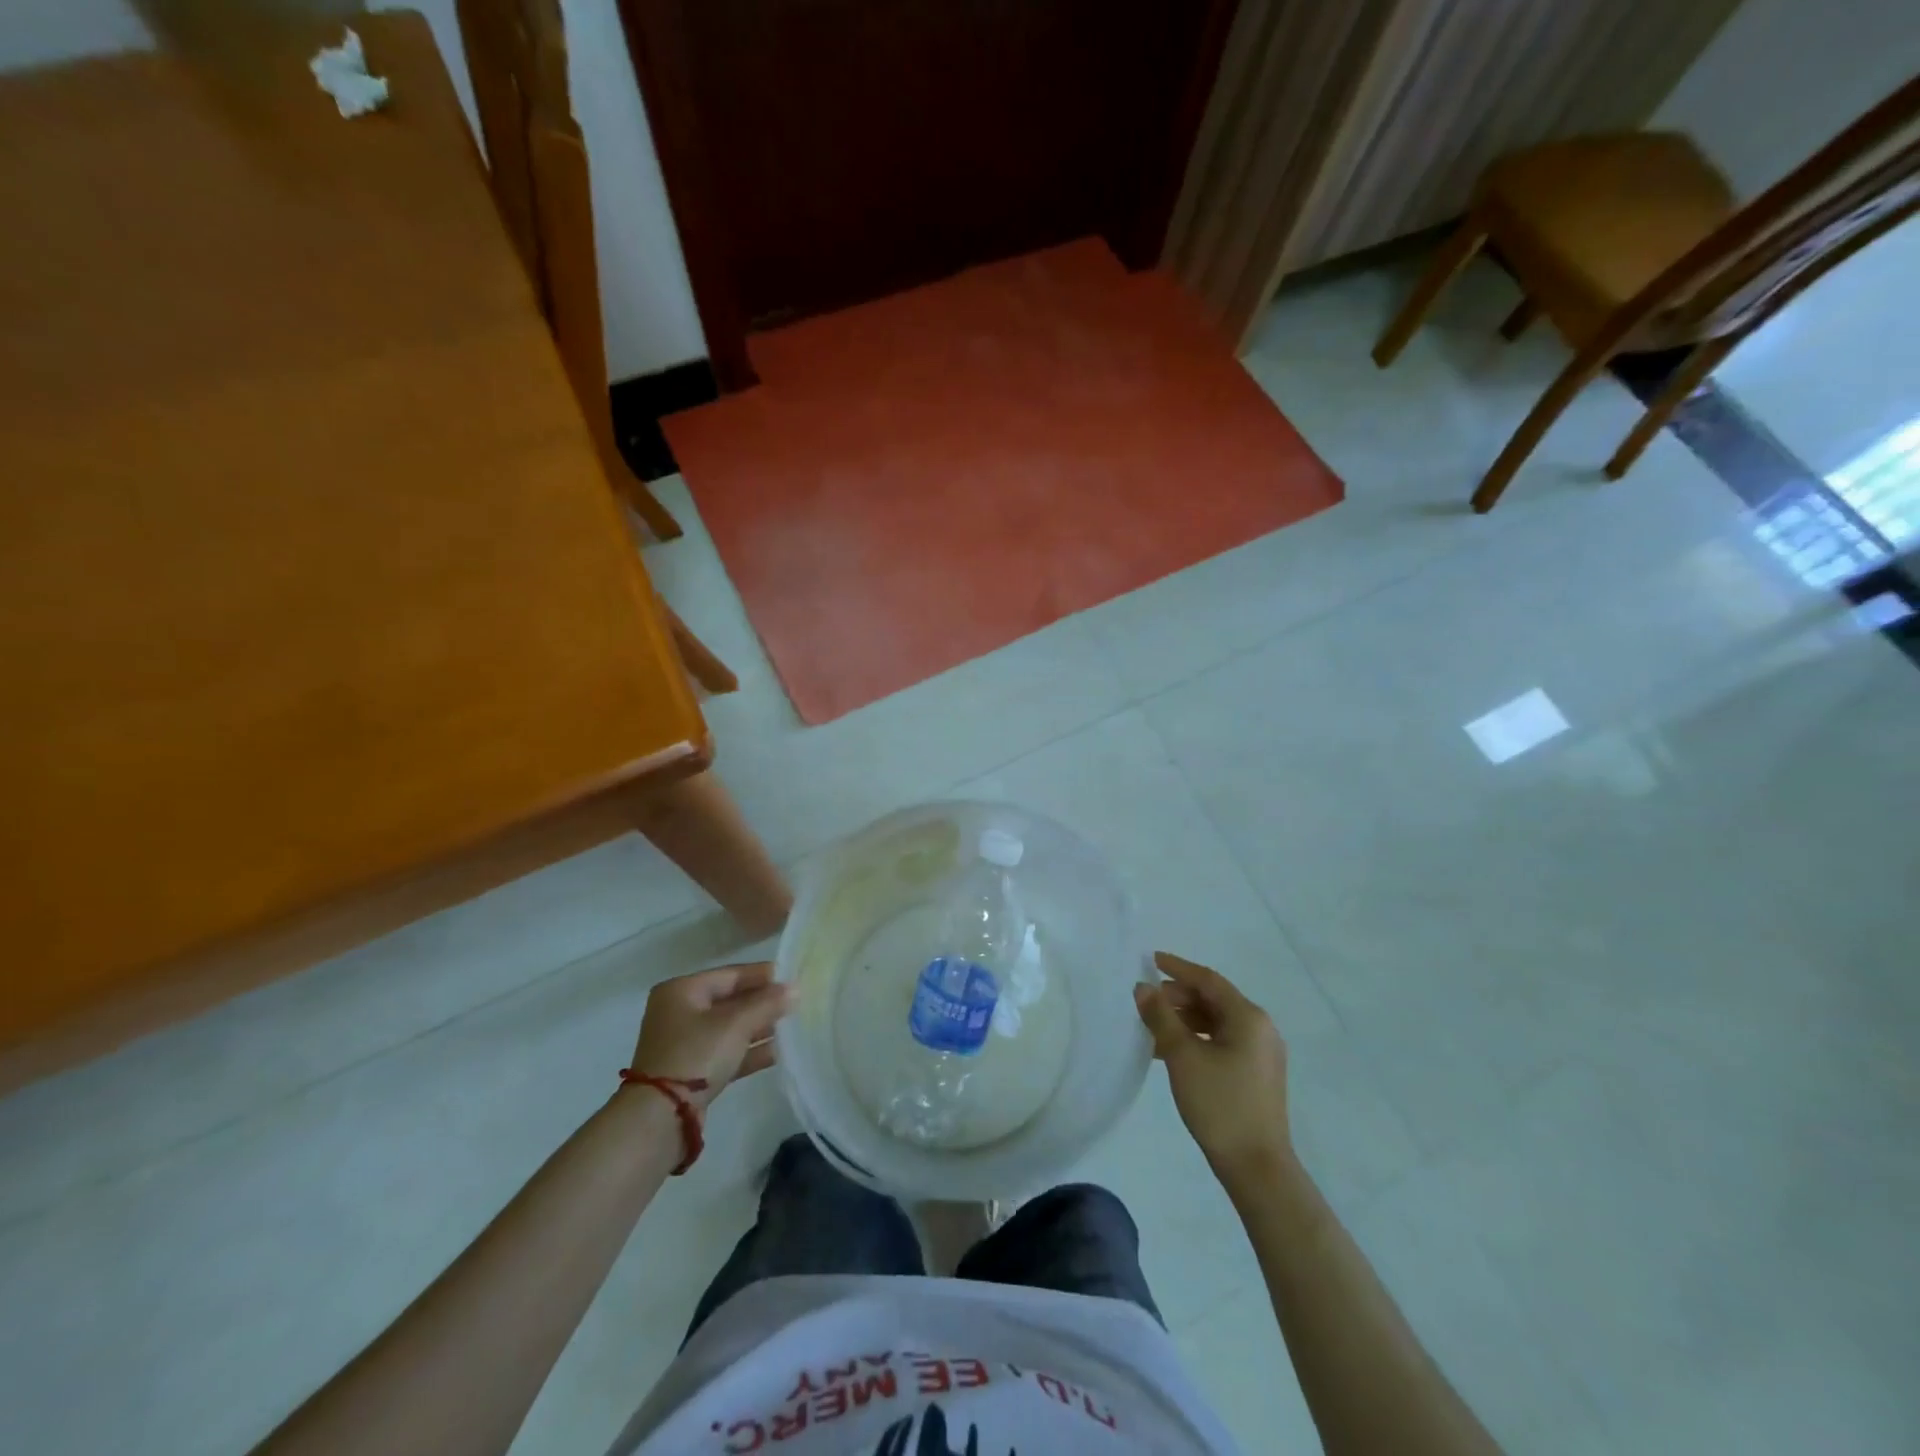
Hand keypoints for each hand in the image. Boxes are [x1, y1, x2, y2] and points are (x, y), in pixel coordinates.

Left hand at [629, 963, 794, 1110]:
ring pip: (730, 1029)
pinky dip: (750, 1052)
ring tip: (793, 1027)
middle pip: (730, 1001)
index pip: (730, 975)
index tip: (792, 977)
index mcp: (682, 991)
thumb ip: (767, 1003)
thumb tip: (794, 989)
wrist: (660, 1117)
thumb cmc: (696, 1054)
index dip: (762, 975)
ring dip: (759, 1028)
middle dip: (763, 1003)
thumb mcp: (735, 1024)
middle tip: (796, 1003)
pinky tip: (778, 1052)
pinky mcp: (692, 1072)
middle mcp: (680, 1013)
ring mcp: (685, 1044)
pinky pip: (727, 1053)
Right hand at [1134, 951, 1291, 1187]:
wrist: (1256, 1167)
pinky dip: (1196, 1039)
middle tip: (1146, 1000)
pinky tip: (1170, 1052)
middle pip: (1213, 1000)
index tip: (1150, 959)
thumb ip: (1160, 1017)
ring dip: (1184, 1020)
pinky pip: (1222, 1042)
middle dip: (1178, 996)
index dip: (1177, 968)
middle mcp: (1260, 1028)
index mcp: (1248, 1017)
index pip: (1208, 980)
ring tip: (1152, 1027)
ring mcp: (1261, 1053)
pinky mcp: (1256, 1074)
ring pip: (1216, 1023)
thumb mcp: (1182, 1056)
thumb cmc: (1220, 1104)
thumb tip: (1143, 988)